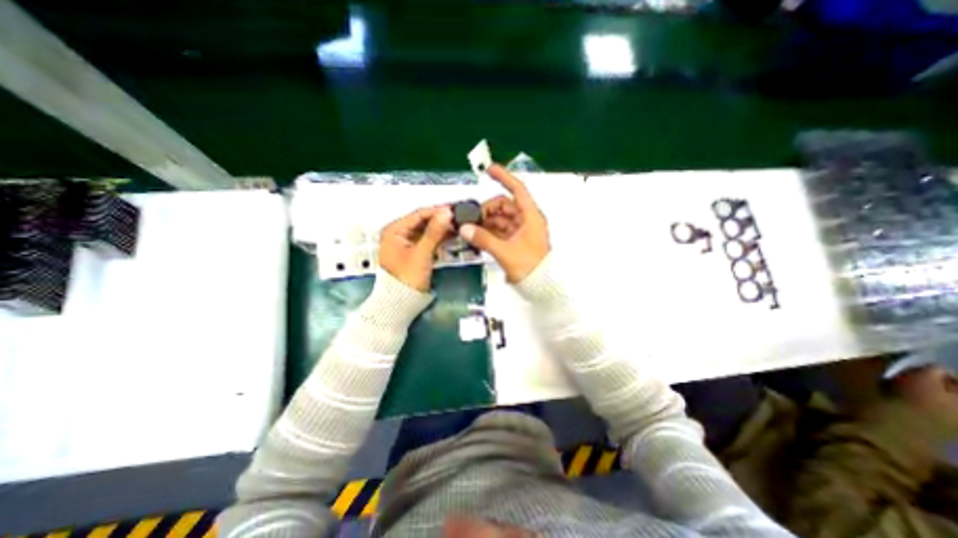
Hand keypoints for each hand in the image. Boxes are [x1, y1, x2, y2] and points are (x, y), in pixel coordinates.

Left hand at [381, 205, 452, 290]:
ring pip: (426, 230)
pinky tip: (450, 235)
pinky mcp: (413, 251)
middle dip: (440, 220)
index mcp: (393, 230)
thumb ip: (434, 232)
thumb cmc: (406, 277)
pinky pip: (427, 239)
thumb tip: (446, 213)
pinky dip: (438, 237)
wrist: (401, 302)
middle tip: (458, 218)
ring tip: (457, 226)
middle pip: (422, 221)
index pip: (418, 214)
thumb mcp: (421, 253)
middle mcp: (398, 233)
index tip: (453, 210)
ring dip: (441, 228)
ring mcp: (405, 242)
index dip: (437, 211)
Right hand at [459, 163, 550, 280]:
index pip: (517, 190)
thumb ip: (484, 239)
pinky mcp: (516, 241)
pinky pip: (500, 231)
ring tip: (471, 228)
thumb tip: (466, 228)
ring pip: (501, 219)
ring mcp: (521, 231)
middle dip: (488, 209)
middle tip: (472, 219)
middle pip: (504, 205)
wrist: (542, 286)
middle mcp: (526, 220)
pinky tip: (478, 236)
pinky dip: (489, 231)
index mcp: (530, 217)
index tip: (490, 170)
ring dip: (486, 221)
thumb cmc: (531, 267)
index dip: (504, 178)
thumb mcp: (506, 252)